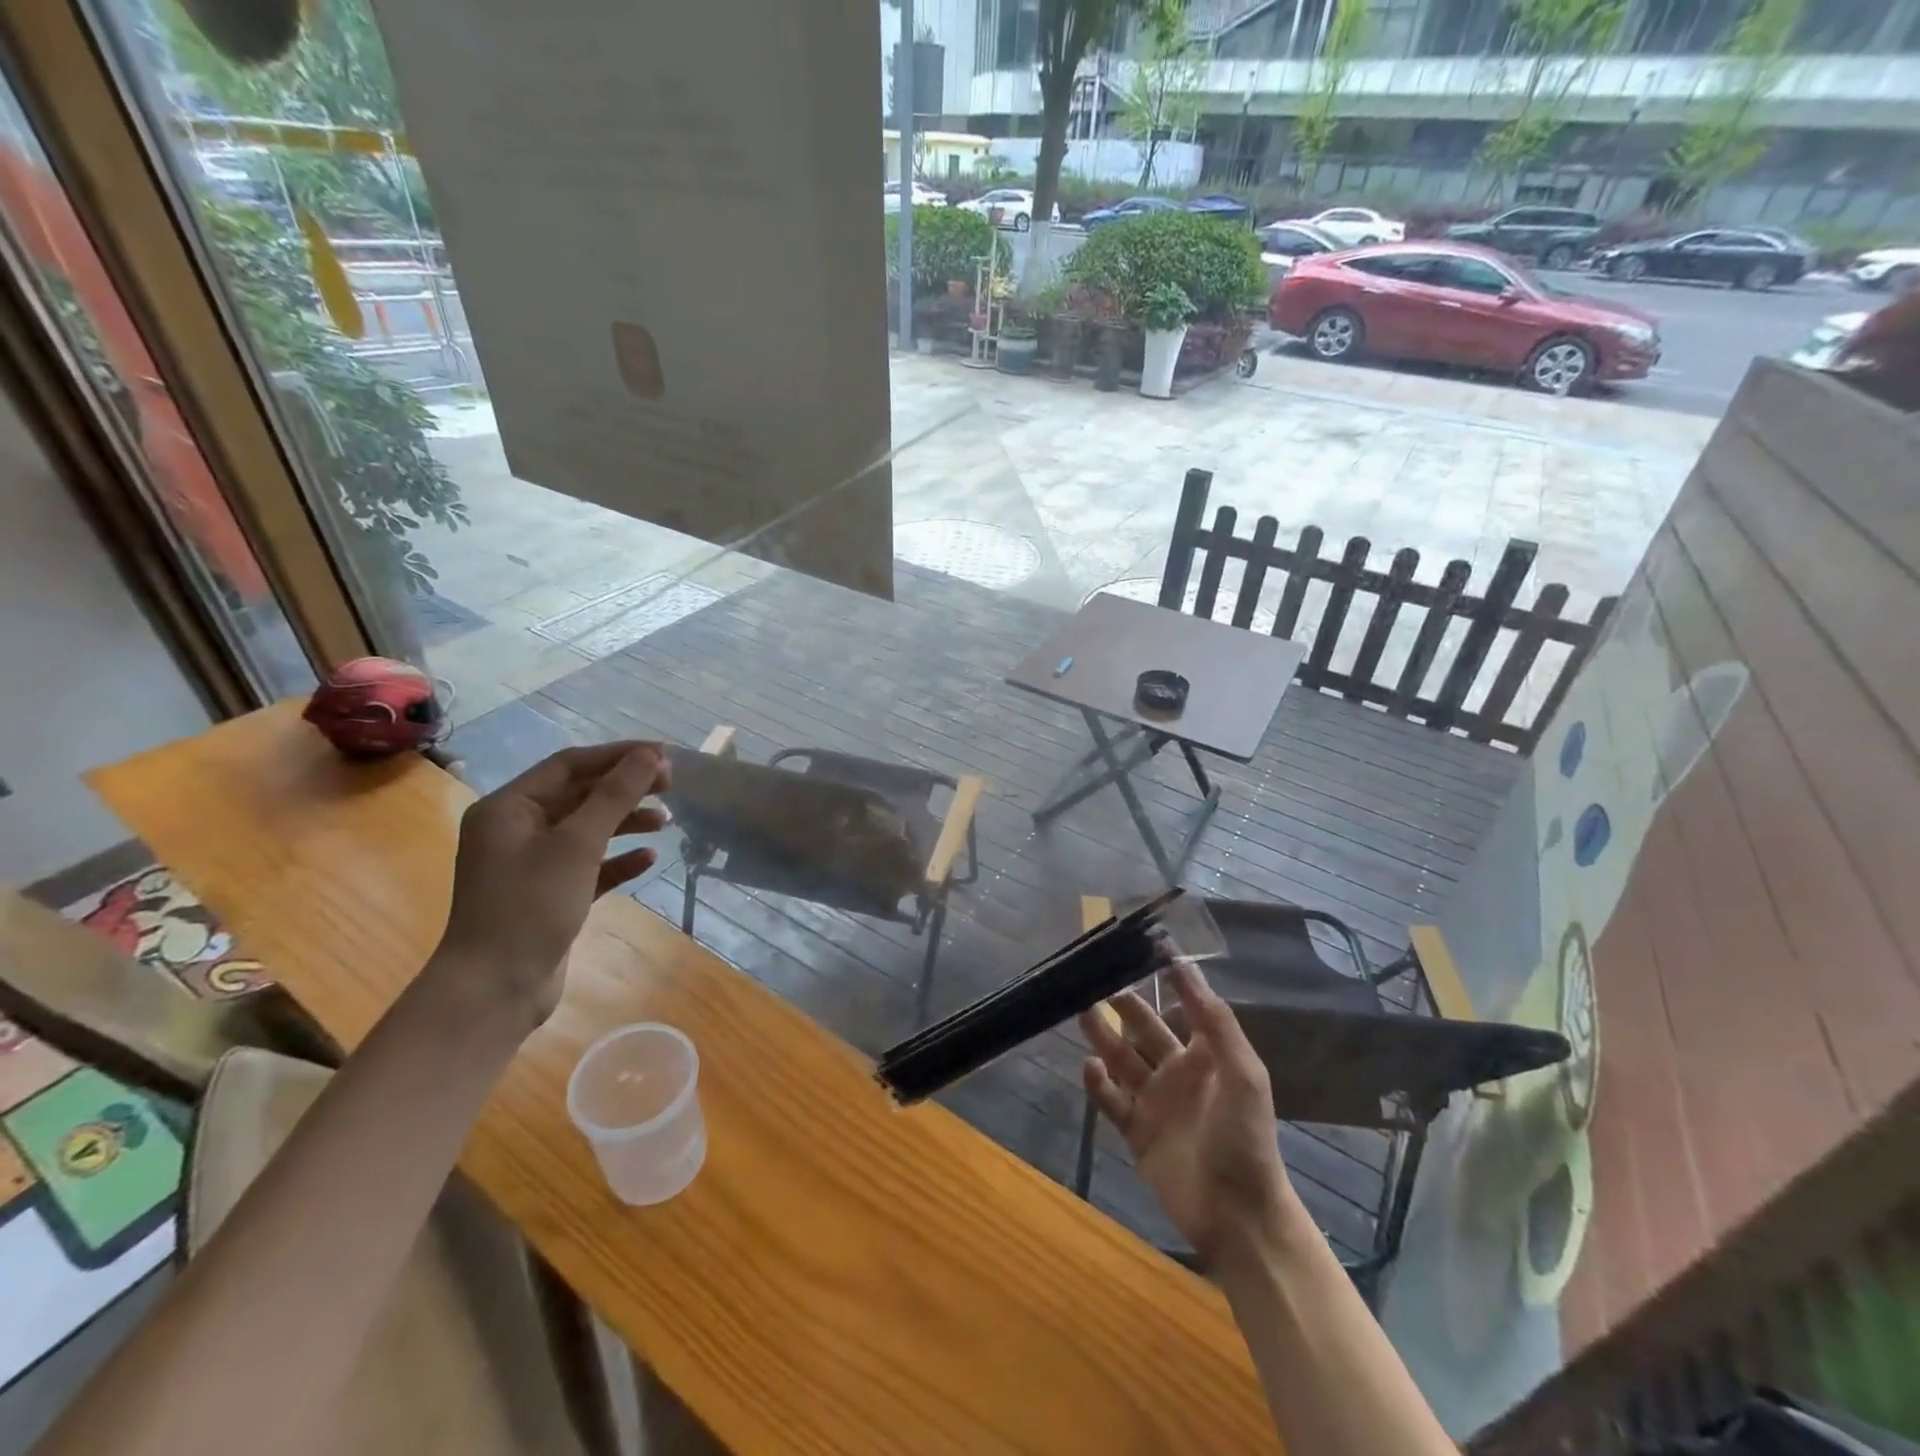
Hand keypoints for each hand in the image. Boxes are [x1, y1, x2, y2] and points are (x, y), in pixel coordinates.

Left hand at [438, 742, 670, 1029]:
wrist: (495, 990)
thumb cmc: (530, 906)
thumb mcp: (576, 844)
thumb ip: (614, 796)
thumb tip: (648, 755)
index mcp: (509, 808)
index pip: (570, 764)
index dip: (618, 756)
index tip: (664, 756)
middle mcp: (516, 829)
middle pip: (580, 794)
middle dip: (625, 788)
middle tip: (670, 786)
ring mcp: (531, 864)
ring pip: (587, 829)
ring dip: (626, 821)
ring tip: (666, 821)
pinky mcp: (549, 894)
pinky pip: (589, 865)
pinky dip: (618, 859)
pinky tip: (648, 859)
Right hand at [1080, 958, 1296, 1264]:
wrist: (1237, 1216)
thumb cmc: (1244, 1137)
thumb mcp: (1242, 1073)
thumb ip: (1215, 1022)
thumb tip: (1186, 967)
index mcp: (1207, 1056)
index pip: (1186, 1007)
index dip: (1171, 980)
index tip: (1148, 948)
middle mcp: (1177, 1072)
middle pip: (1144, 1029)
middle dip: (1124, 1004)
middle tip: (1096, 978)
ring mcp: (1154, 1102)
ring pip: (1121, 1059)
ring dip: (1103, 1035)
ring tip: (1082, 1009)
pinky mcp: (1136, 1131)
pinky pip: (1111, 1100)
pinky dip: (1098, 1083)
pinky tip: (1089, 1066)